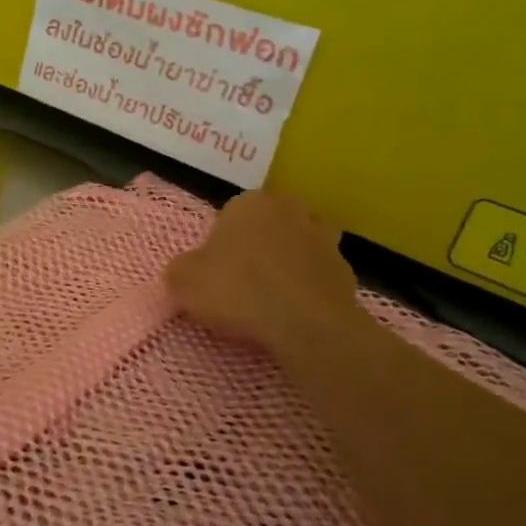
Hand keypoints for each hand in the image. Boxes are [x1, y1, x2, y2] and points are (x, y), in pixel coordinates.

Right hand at [166, 191, 362, 358]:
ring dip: (288, 262)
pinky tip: (295, 311)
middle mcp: (289, 209)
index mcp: (249, 202)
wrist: (305, 323)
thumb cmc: (238, 289)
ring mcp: (323, 237)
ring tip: (272, 296)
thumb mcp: (184, 281)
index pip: (230, 214)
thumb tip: (183, 273)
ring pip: (298, 245)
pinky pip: (318, 274)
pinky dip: (308, 287)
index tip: (216, 271)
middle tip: (242, 281)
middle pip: (268, 225)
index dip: (221, 243)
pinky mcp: (345, 269)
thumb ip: (180, 271)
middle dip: (258, 246)